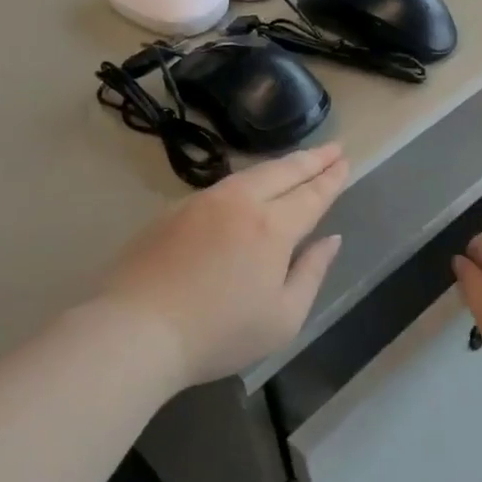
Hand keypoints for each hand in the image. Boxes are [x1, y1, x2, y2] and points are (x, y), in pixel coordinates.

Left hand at [97, 145, 348, 388]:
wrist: (136, 330)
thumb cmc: (218, 333)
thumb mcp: (283, 318)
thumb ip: (311, 273)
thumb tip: (331, 240)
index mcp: (273, 227)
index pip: (312, 194)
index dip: (331, 178)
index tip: (345, 161)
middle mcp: (240, 203)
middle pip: (283, 172)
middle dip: (311, 159)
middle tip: (332, 148)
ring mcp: (202, 203)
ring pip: (249, 174)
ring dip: (278, 166)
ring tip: (295, 164)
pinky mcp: (173, 211)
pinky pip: (221, 187)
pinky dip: (246, 180)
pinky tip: (247, 189)